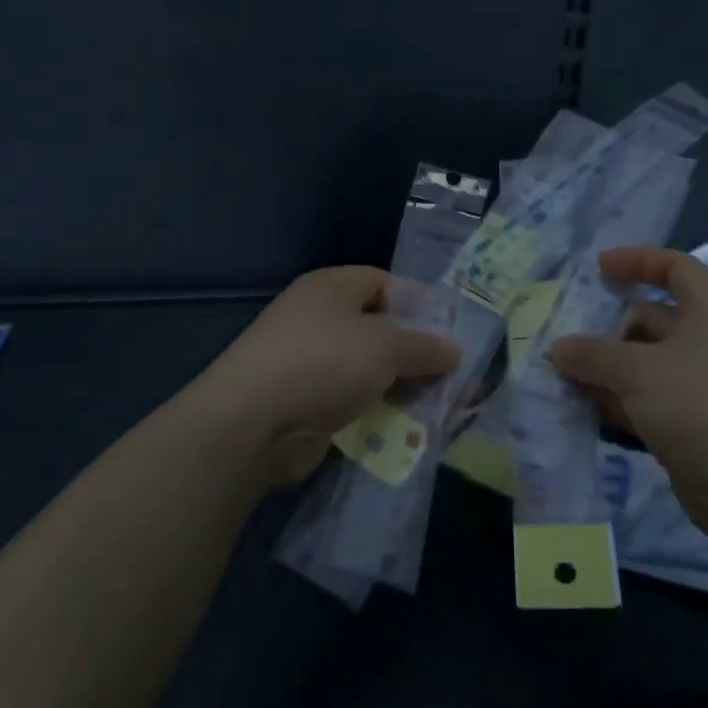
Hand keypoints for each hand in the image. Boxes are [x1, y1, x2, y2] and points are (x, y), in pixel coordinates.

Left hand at [196, 267, 461, 486]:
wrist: (253, 423)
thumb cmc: (324, 362)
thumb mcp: (386, 346)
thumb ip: (425, 346)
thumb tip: (454, 350)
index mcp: (331, 287)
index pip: (383, 282)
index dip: (418, 302)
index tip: (450, 329)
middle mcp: (318, 318)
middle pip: (378, 327)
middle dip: (414, 350)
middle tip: (452, 373)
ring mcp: (308, 361)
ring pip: (367, 368)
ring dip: (400, 385)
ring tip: (438, 404)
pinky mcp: (305, 401)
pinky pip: (352, 399)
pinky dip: (377, 409)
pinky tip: (405, 426)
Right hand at [548, 247, 707, 538]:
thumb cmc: (701, 405)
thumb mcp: (639, 370)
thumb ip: (593, 354)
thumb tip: (558, 348)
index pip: (676, 269)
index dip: (638, 261)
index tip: (598, 268)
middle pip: (652, 320)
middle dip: (608, 329)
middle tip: (566, 339)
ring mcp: (702, 385)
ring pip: (645, 364)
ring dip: (607, 369)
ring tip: (563, 375)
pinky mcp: (693, 424)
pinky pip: (647, 400)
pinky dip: (619, 401)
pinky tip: (585, 409)